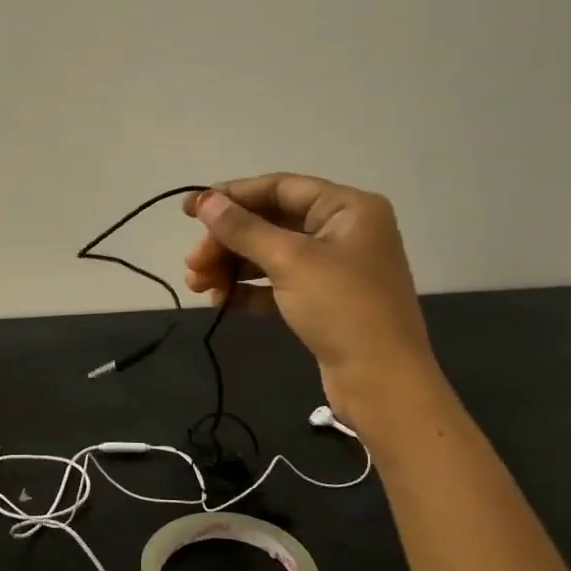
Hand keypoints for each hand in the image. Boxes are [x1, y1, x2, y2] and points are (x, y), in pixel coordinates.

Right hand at [183, 174, 449, 446]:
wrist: (381, 381)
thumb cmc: (342, 309)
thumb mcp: (290, 261)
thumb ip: (244, 229)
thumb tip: (204, 200)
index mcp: (347, 208)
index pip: (280, 188)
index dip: (232, 196)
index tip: (189, 210)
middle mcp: (343, 231)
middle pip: (270, 223)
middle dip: (227, 242)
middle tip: (193, 264)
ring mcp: (334, 268)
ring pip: (270, 256)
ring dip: (231, 267)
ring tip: (198, 286)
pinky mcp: (323, 301)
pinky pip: (278, 284)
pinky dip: (249, 290)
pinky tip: (222, 302)